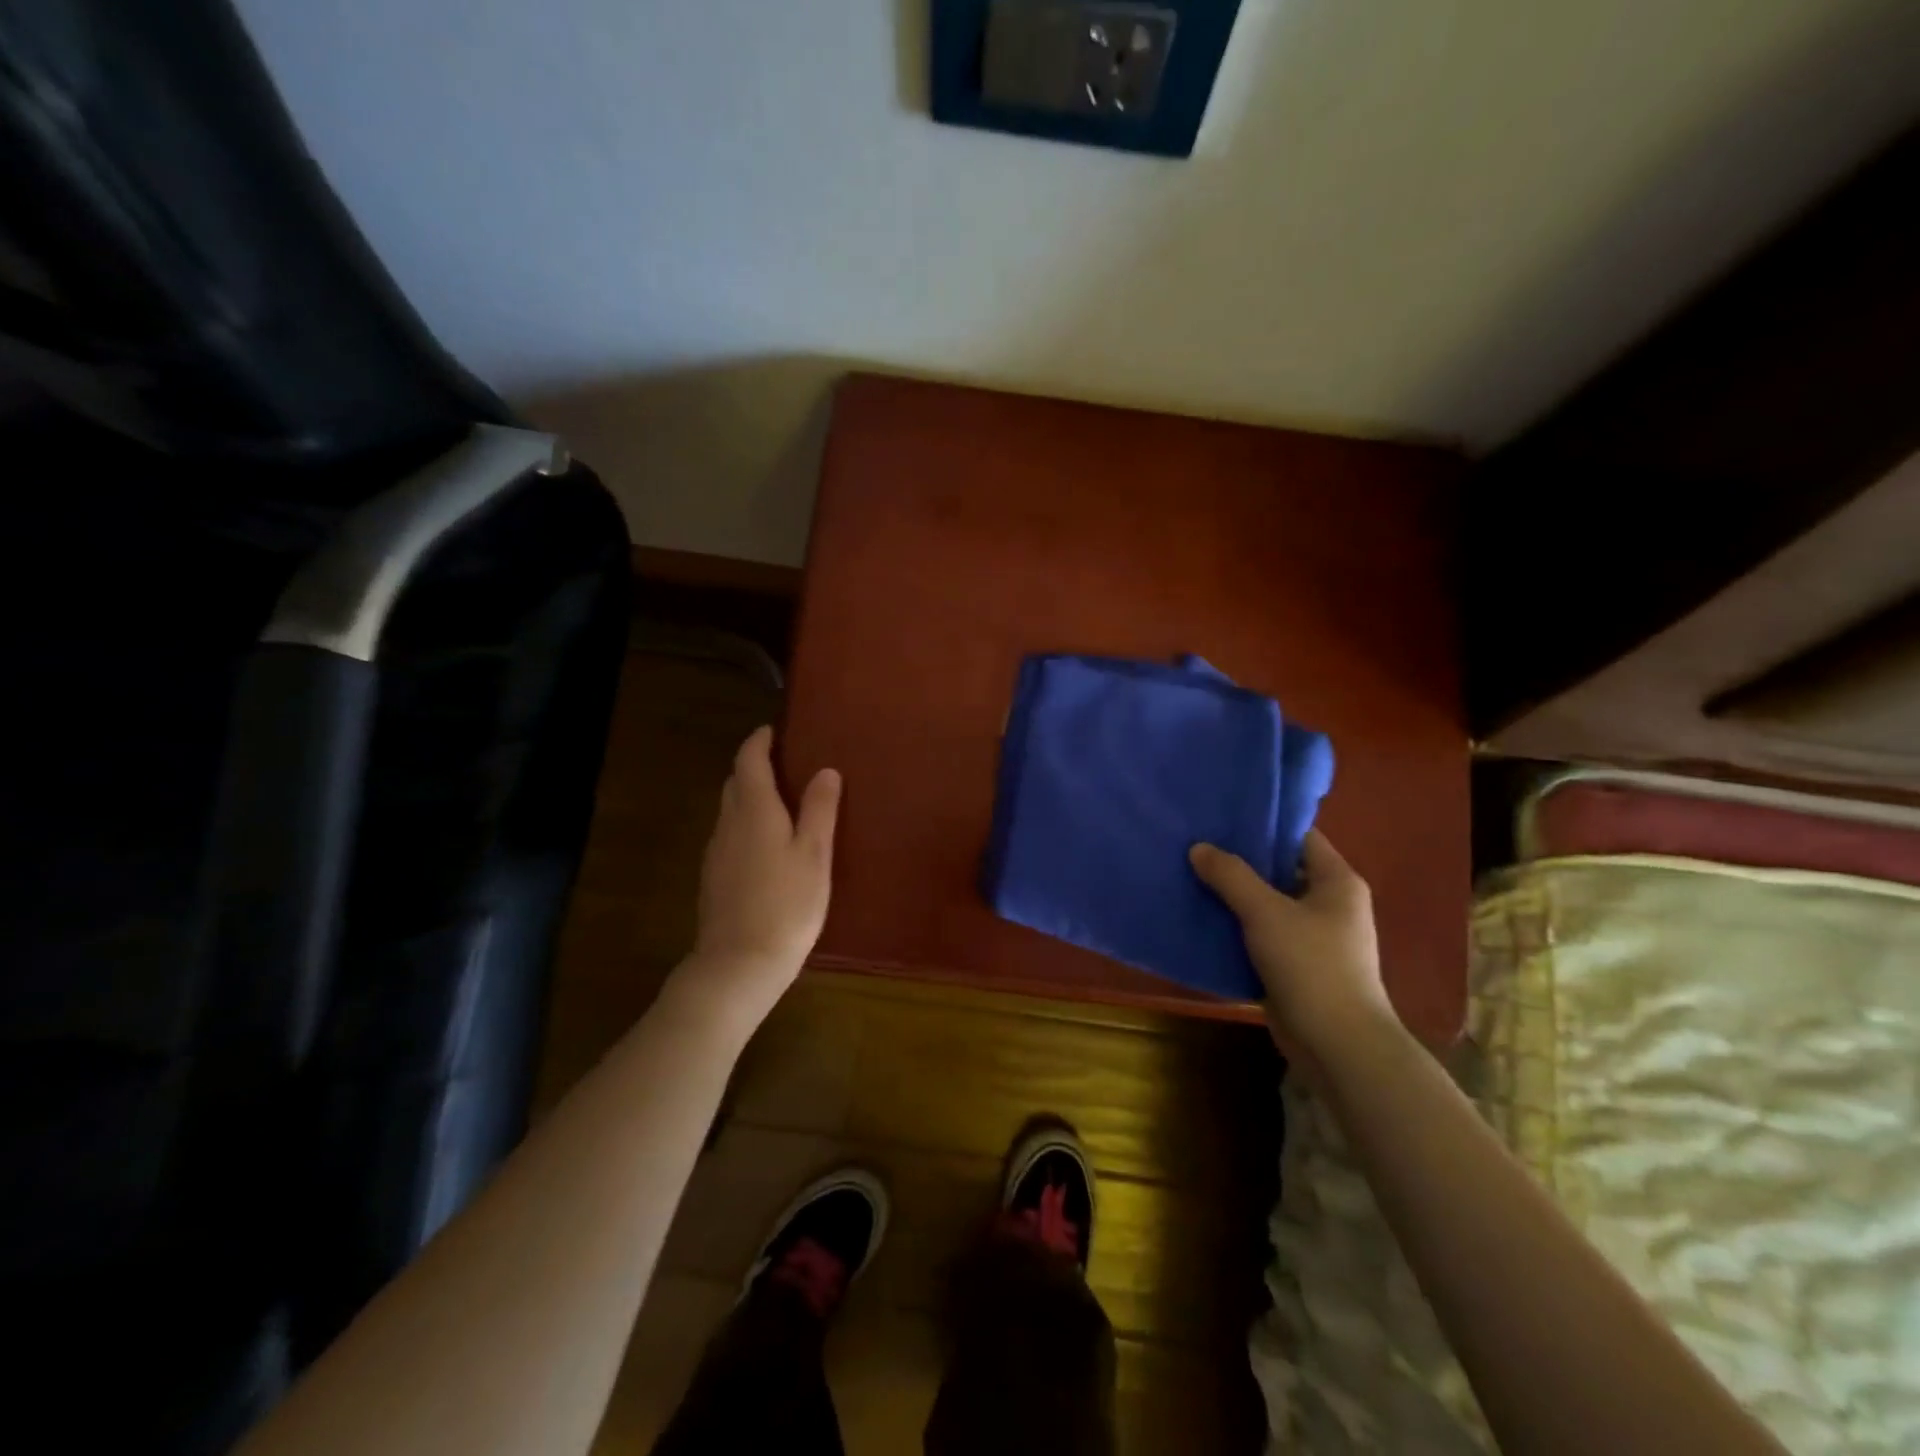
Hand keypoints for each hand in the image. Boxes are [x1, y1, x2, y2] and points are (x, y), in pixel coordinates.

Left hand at [682, 726, 840, 1026]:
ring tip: (783, 802)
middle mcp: (728, 823)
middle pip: (735, 782)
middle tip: (787, 764)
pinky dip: (747, 824)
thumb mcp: (814, 854)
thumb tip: (825, 769)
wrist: (739, 963)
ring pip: (731, 809)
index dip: (760, 741)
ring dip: (750, 795)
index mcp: (754, 809)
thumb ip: (819, 809)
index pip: (749, 759)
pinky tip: (768, 845)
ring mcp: (716, 852)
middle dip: (755, 766)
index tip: (775, 731)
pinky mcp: (714, 877)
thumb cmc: (787, 904)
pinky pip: (730, 835)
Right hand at [1189, 830, 1394, 1061]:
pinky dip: (1237, 928)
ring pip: (1268, 905)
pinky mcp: (1297, 966)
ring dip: (1234, 897)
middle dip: (1240, 862)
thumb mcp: (1265, 912)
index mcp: (1337, 881)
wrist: (1338, 1045)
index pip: (1299, 837)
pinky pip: (1263, 935)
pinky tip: (1203, 920)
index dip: (1263, 826)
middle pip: (1279, 870)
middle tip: (1197, 846)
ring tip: (1191, 878)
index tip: (1221, 819)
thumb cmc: (1310, 965)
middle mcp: (1330, 904)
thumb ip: (1231, 876)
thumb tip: (1199, 847)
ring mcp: (1315, 937)